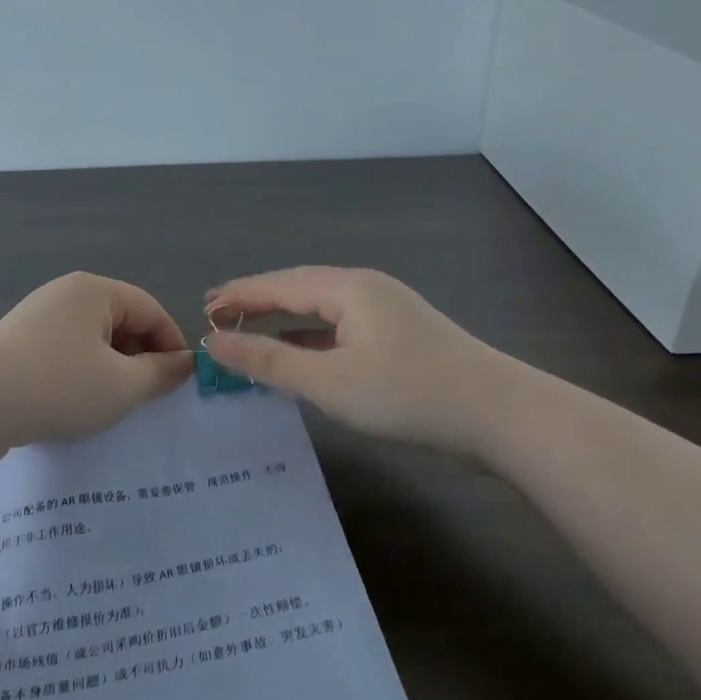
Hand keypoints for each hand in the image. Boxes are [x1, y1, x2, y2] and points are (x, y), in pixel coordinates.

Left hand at [0, 273, 194, 451]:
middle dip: (140, 357)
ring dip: (111, 367)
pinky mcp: (17, 340)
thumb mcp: (123, 386)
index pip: (151, 311)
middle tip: (147, 396)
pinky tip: (75, 400)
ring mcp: (37, 314)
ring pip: (93, 338)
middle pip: (121, 320)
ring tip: (112, 401)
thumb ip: (161, 373)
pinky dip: (81, 371)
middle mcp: (66, 292)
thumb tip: (185, 364)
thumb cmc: (59, 388)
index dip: (172, 346)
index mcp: (95, 290)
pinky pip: (65, 349)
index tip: (180, 383)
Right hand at [202, 267, 491, 453]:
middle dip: (256, 303)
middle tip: (215, 318)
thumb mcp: (328, 381)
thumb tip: (212, 343)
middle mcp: (365, 289)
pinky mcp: (399, 336)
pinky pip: (340, 328)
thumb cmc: (407, 393)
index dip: (237, 296)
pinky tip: (298, 354)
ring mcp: (386, 311)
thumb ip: (268, 360)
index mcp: (346, 288)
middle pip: (298, 289)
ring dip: (282, 321)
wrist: (499, 415)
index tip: (201, 308)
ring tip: (246, 332)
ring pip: (320, 310)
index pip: (278, 284)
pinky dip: (310, 338)